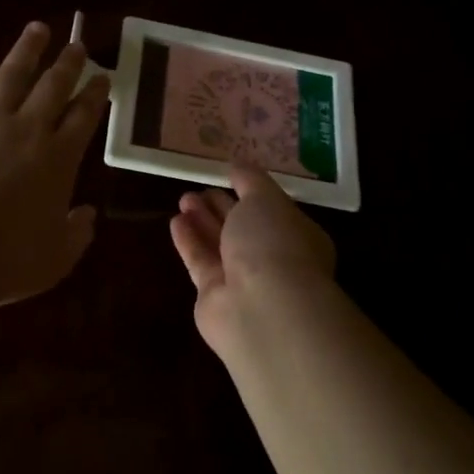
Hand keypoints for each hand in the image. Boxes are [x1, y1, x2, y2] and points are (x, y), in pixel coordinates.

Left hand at [0, 21, 110, 309]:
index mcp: (57, 159)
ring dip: (25, 51)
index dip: (95, 95)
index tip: (102, 77)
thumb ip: (77, 233)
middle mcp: (25, 130)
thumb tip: (87, 214)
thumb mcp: (56, 258)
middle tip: (77, 45)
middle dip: (68, 64)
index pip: (84, 117)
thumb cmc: (4, 264)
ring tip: (36, 29)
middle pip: (52, 87)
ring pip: (9, 76)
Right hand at [169, 164, 337, 355]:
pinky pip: (200, 262)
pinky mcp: (214, 296)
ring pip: (220, 244)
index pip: (272, 210)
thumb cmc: (274, 244)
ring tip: (184, 198)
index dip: (251, 192)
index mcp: (296, 235)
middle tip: (199, 188)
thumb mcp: (266, 198)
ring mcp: (243, 281)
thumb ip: (250, 180)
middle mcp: (272, 259)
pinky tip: (176, 221)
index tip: (228, 175)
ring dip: (202, 221)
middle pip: (242, 228)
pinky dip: (189, 241)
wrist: (263, 308)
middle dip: (222, 207)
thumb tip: (237, 165)